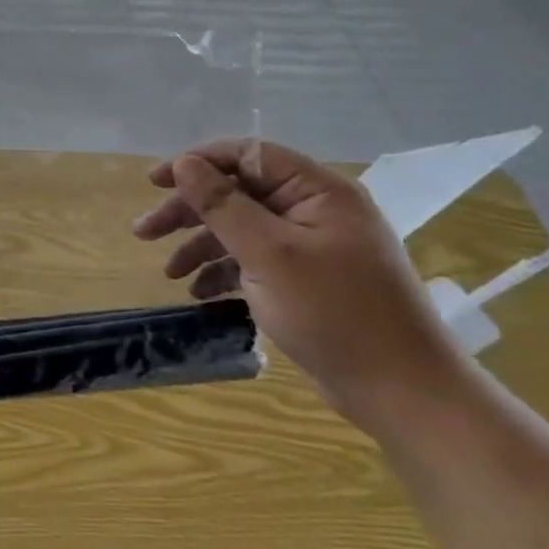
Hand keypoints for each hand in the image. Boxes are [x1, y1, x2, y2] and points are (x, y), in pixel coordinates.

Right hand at [131, 140, 468, 429]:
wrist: (403, 393)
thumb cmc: (334, 313)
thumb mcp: (268, 254)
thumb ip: (222, 204)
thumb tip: (185, 163)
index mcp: (317, 192)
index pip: (247, 155)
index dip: (198, 163)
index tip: (154, 183)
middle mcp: (315, 210)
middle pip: (238, 193)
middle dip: (190, 212)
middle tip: (144, 232)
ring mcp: (313, 247)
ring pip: (241, 229)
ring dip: (201, 246)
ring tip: (168, 272)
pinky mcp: (307, 279)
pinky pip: (255, 260)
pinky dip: (225, 272)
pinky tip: (200, 293)